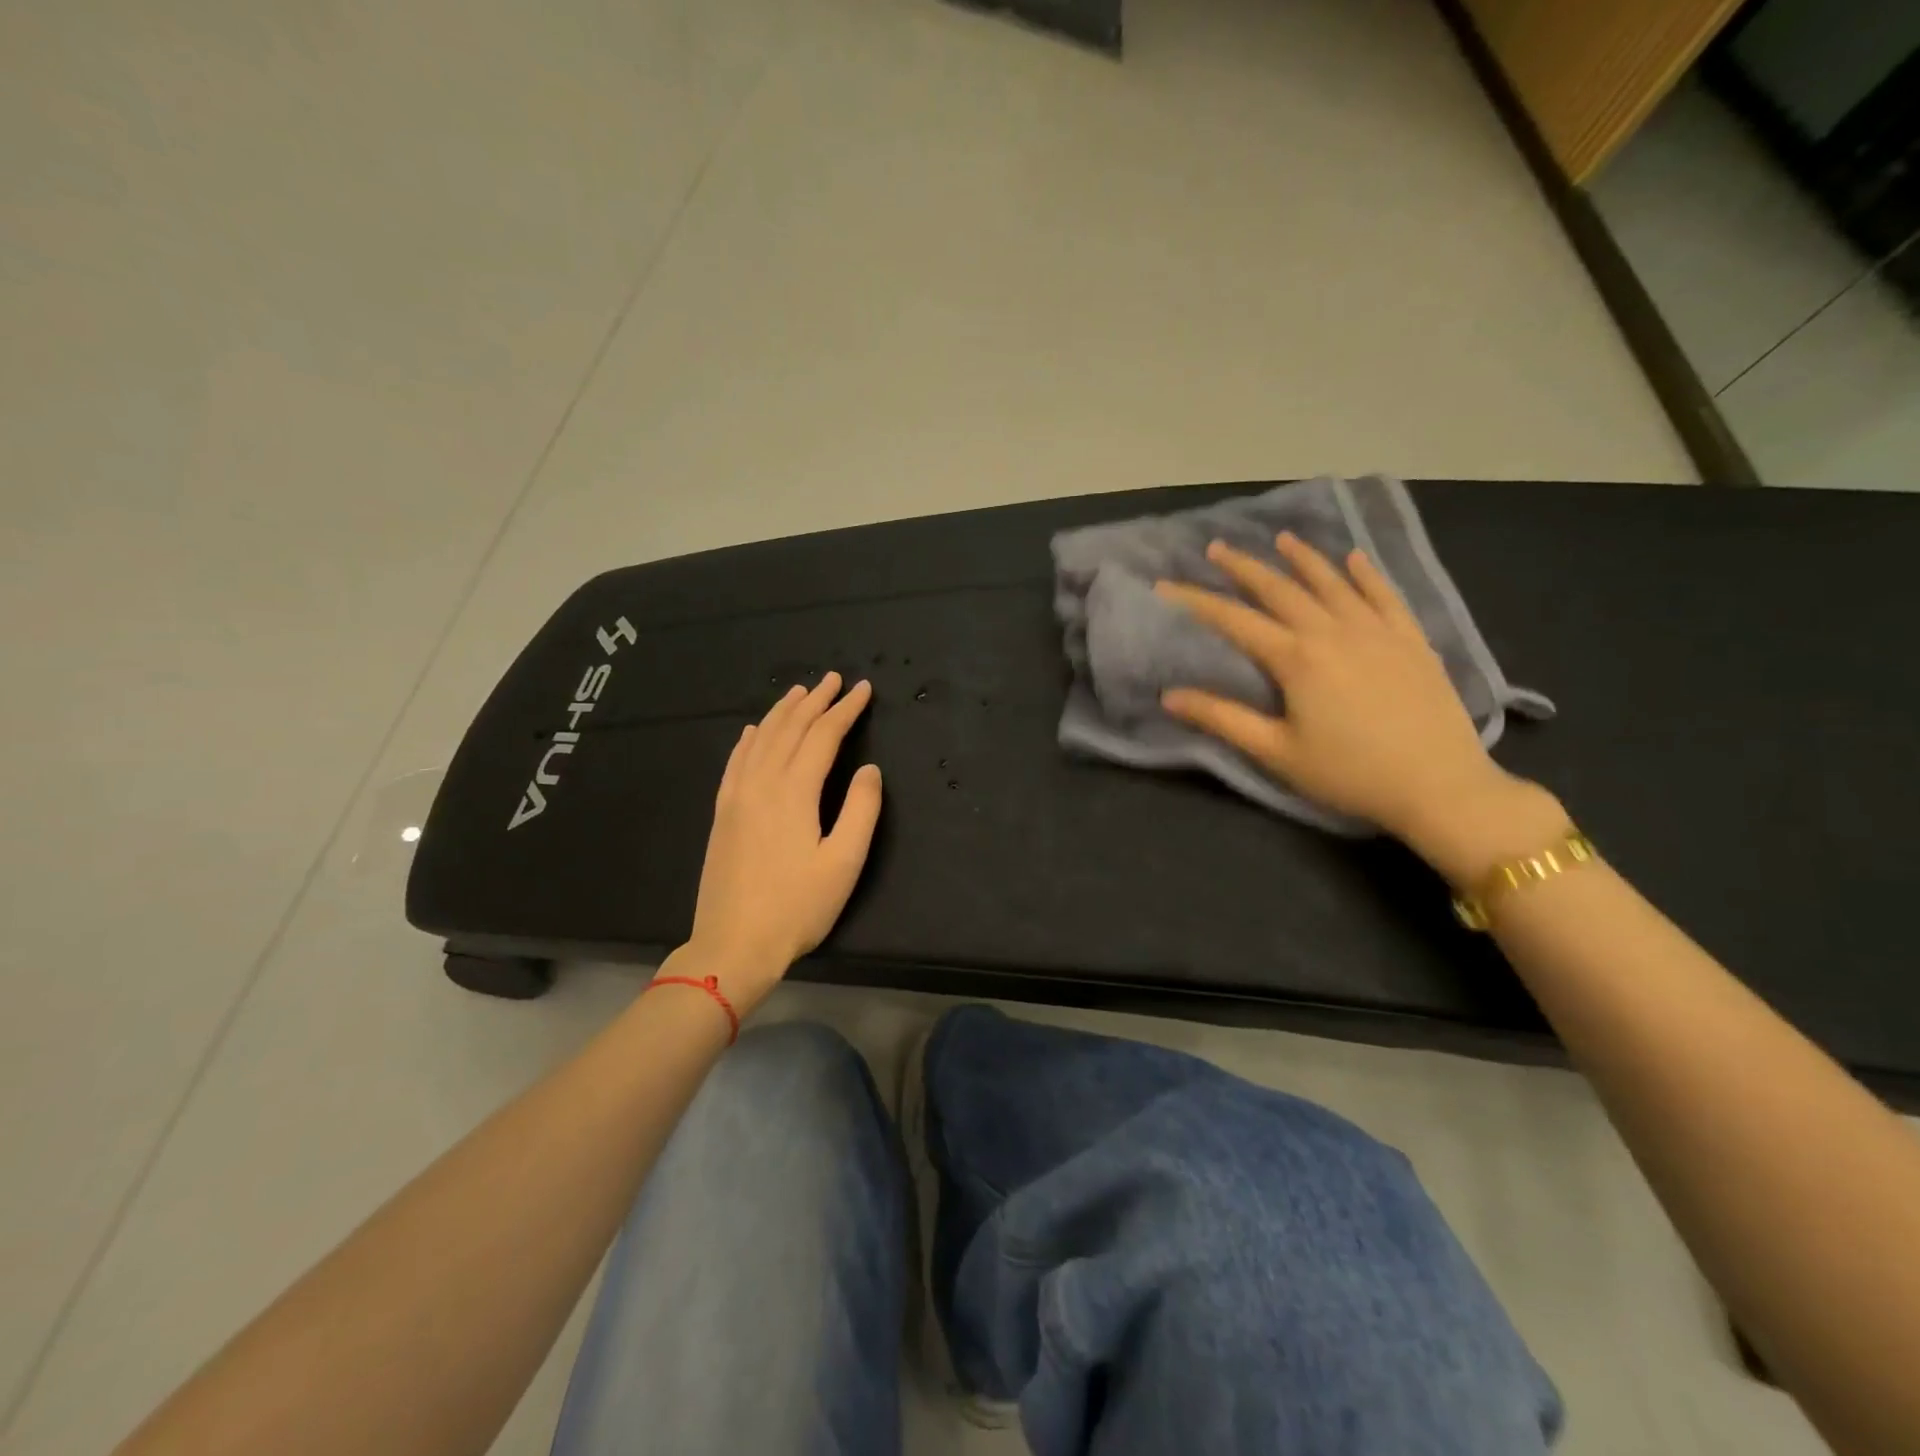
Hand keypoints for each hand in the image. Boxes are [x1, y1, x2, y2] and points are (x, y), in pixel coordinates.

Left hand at [682, 672, 881, 1012]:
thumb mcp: (844, 864)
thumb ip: (861, 810)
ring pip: (760, 739)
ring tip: (800, 693)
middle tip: (835, 680)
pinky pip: (735, 762)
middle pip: (790, 729)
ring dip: (782, 712)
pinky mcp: (722, 813)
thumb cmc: (796, 908)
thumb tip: (869, 769)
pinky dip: (748, 739)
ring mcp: (736, 797)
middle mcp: (761, 783)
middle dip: (816, 701)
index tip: (863, 690)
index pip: (823, 736)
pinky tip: (752, 731)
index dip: (845, 710)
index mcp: (794, 792)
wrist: (732, 945)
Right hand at [1155, 533, 1551, 863]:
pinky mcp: (1411, 640)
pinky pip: (1385, 595)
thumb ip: (1223, 719)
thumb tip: (1170, 696)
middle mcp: (1333, 631)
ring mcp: (1377, 631)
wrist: (1440, 785)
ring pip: (1333, 582)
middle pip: (1281, 589)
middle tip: (1218, 548)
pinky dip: (1366, 574)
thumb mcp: (1276, 752)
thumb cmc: (1348, 773)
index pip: (1235, 620)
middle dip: (1245, 567)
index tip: (1166, 585)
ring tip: (1282, 539)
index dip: (1197, 601)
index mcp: (1297, 659)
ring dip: (1303, 558)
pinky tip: (1354, 559)